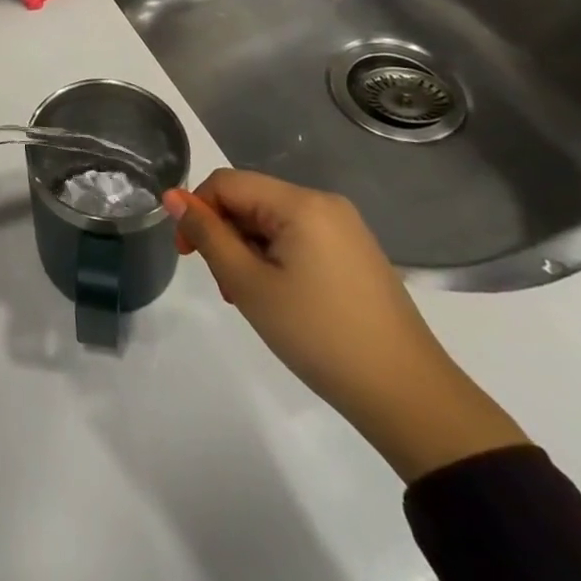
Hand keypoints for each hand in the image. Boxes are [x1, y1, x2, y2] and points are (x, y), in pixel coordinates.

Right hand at [164, 169, 528, 481]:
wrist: (409, 397)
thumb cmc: (319, 335)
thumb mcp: (249, 284)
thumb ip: (207, 234)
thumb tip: (172, 196)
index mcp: (300, 202)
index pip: (226, 183)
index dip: (197, 210)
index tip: (188, 255)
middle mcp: (324, 203)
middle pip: (250, 200)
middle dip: (225, 235)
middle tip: (225, 287)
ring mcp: (345, 229)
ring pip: (271, 222)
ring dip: (248, 251)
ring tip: (251, 299)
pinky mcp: (355, 254)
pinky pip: (298, 239)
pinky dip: (276, 260)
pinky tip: (280, 299)